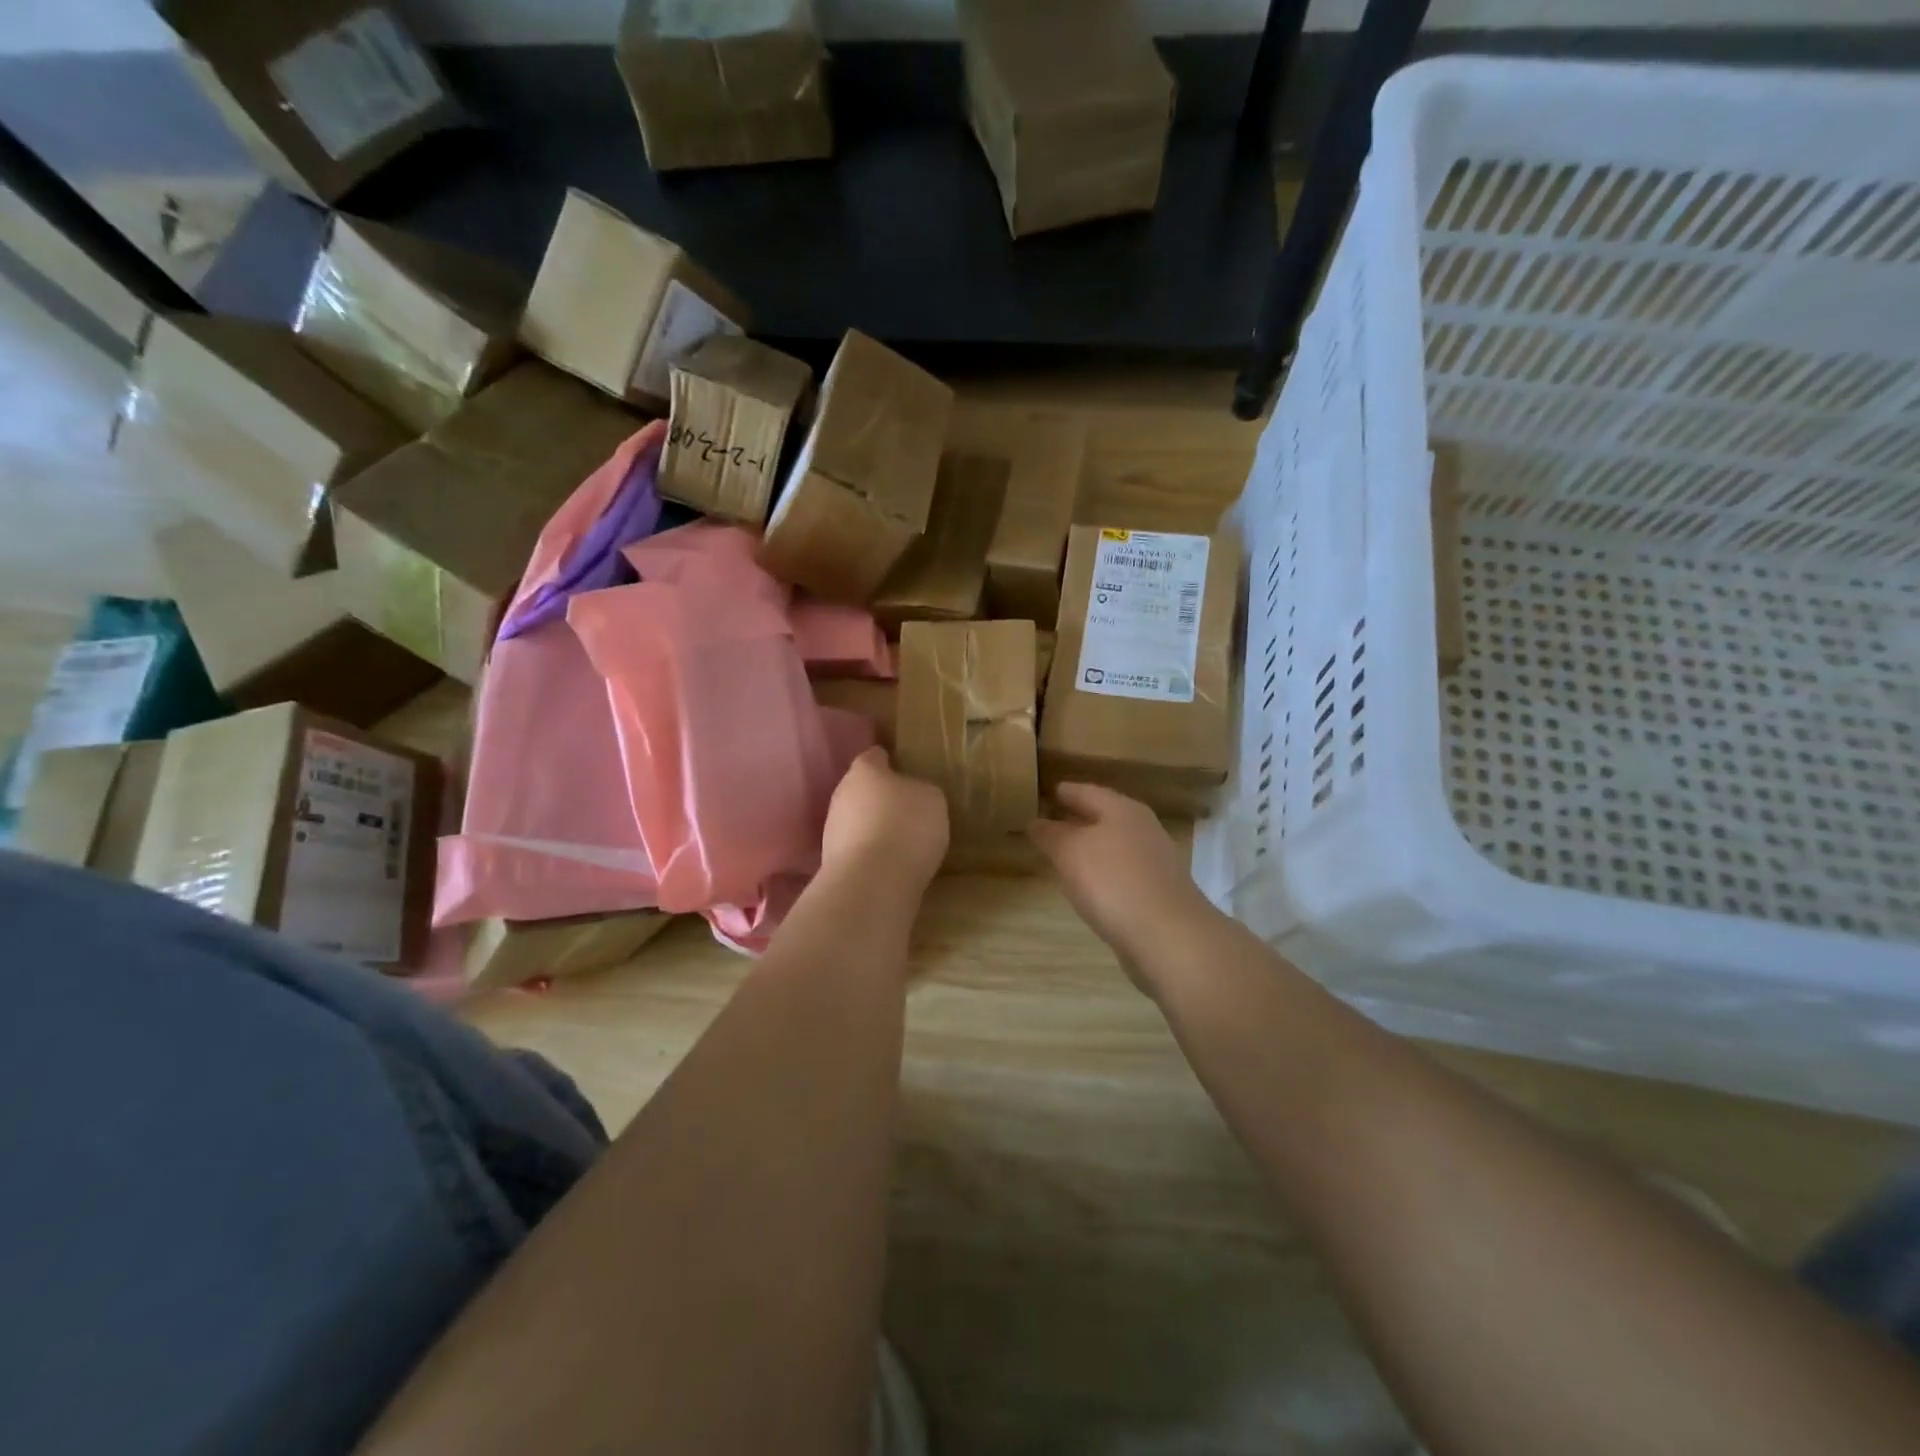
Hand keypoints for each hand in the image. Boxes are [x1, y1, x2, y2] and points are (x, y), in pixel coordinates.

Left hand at [821, 747, 948, 893]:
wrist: (872, 882)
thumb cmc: (906, 826)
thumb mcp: (932, 800)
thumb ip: (921, 791)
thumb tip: (913, 795)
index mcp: (864, 770)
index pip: (874, 756)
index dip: (890, 761)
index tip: (904, 768)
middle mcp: (841, 795)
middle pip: (861, 790)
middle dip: (880, 798)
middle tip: (906, 808)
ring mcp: (831, 831)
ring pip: (856, 821)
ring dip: (873, 828)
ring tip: (900, 841)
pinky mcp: (832, 863)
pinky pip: (857, 850)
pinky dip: (870, 854)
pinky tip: (890, 865)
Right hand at [1028, 783, 1215, 984]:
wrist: (1167, 935)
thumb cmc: (1113, 881)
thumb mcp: (1070, 852)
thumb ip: (1051, 834)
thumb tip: (1036, 822)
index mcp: (1123, 810)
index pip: (1088, 792)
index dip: (1066, 792)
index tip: (1048, 791)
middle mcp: (1143, 829)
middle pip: (1106, 816)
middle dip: (1079, 817)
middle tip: (1052, 819)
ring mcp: (1154, 862)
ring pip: (1115, 844)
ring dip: (1092, 846)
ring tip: (1065, 853)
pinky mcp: (1158, 892)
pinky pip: (1123, 872)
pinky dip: (1104, 872)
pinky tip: (1090, 886)